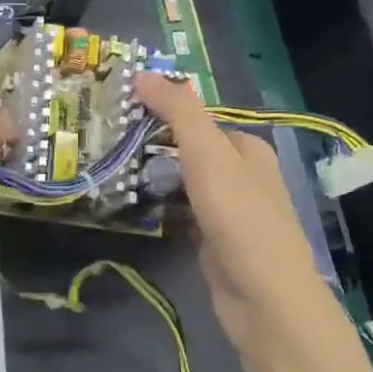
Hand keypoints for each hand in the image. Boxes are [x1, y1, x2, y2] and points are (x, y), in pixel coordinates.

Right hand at [135, 73, 326, 349]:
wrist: (262, 297)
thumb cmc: (238, 218)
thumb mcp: (208, 155)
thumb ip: (179, 113)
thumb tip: (144, 74)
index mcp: (248, 149)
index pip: (199, 119)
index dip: (163, 111)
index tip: (121, 111)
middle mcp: (243, 175)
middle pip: (190, 149)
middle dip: (155, 145)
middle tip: (110, 141)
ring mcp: (230, 210)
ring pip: (184, 182)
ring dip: (155, 177)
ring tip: (113, 170)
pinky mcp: (215, 240)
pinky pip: (182, 212)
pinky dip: (161, 207)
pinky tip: (135, 208)